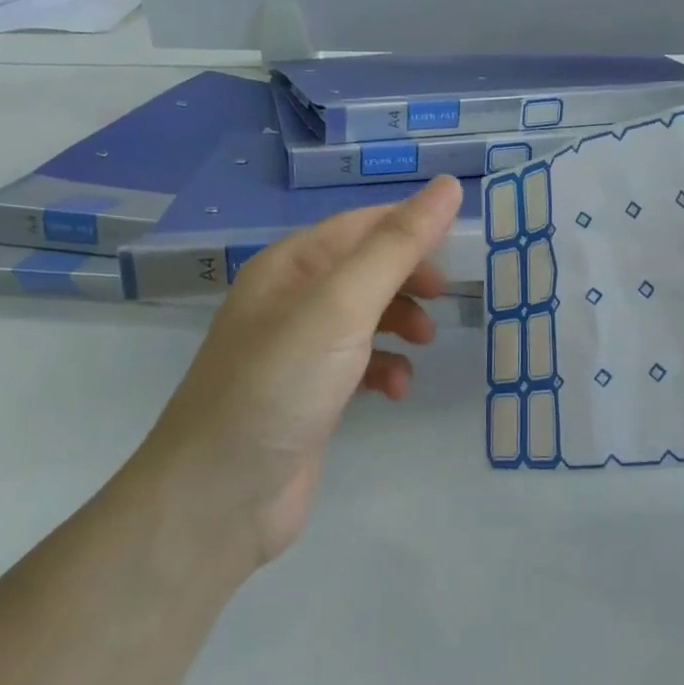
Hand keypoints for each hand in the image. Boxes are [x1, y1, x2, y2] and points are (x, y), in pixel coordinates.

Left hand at [148, 174, 463, 564]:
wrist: (219, 497)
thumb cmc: (281, 382)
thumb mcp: (343, 304)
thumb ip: (398, 246)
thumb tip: (449, 186)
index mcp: (291, 265)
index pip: (363, 224)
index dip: (413, 225)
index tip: (463, 241)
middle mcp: (293, 299)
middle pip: (368, 268)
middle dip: (410, 277)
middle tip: (446, 295)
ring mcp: (300, 349)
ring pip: (368, 316)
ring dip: (402, 322)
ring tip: (427, 342)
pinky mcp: (311, 394)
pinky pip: (361, 362)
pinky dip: (386, 367)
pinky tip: (396, 389)